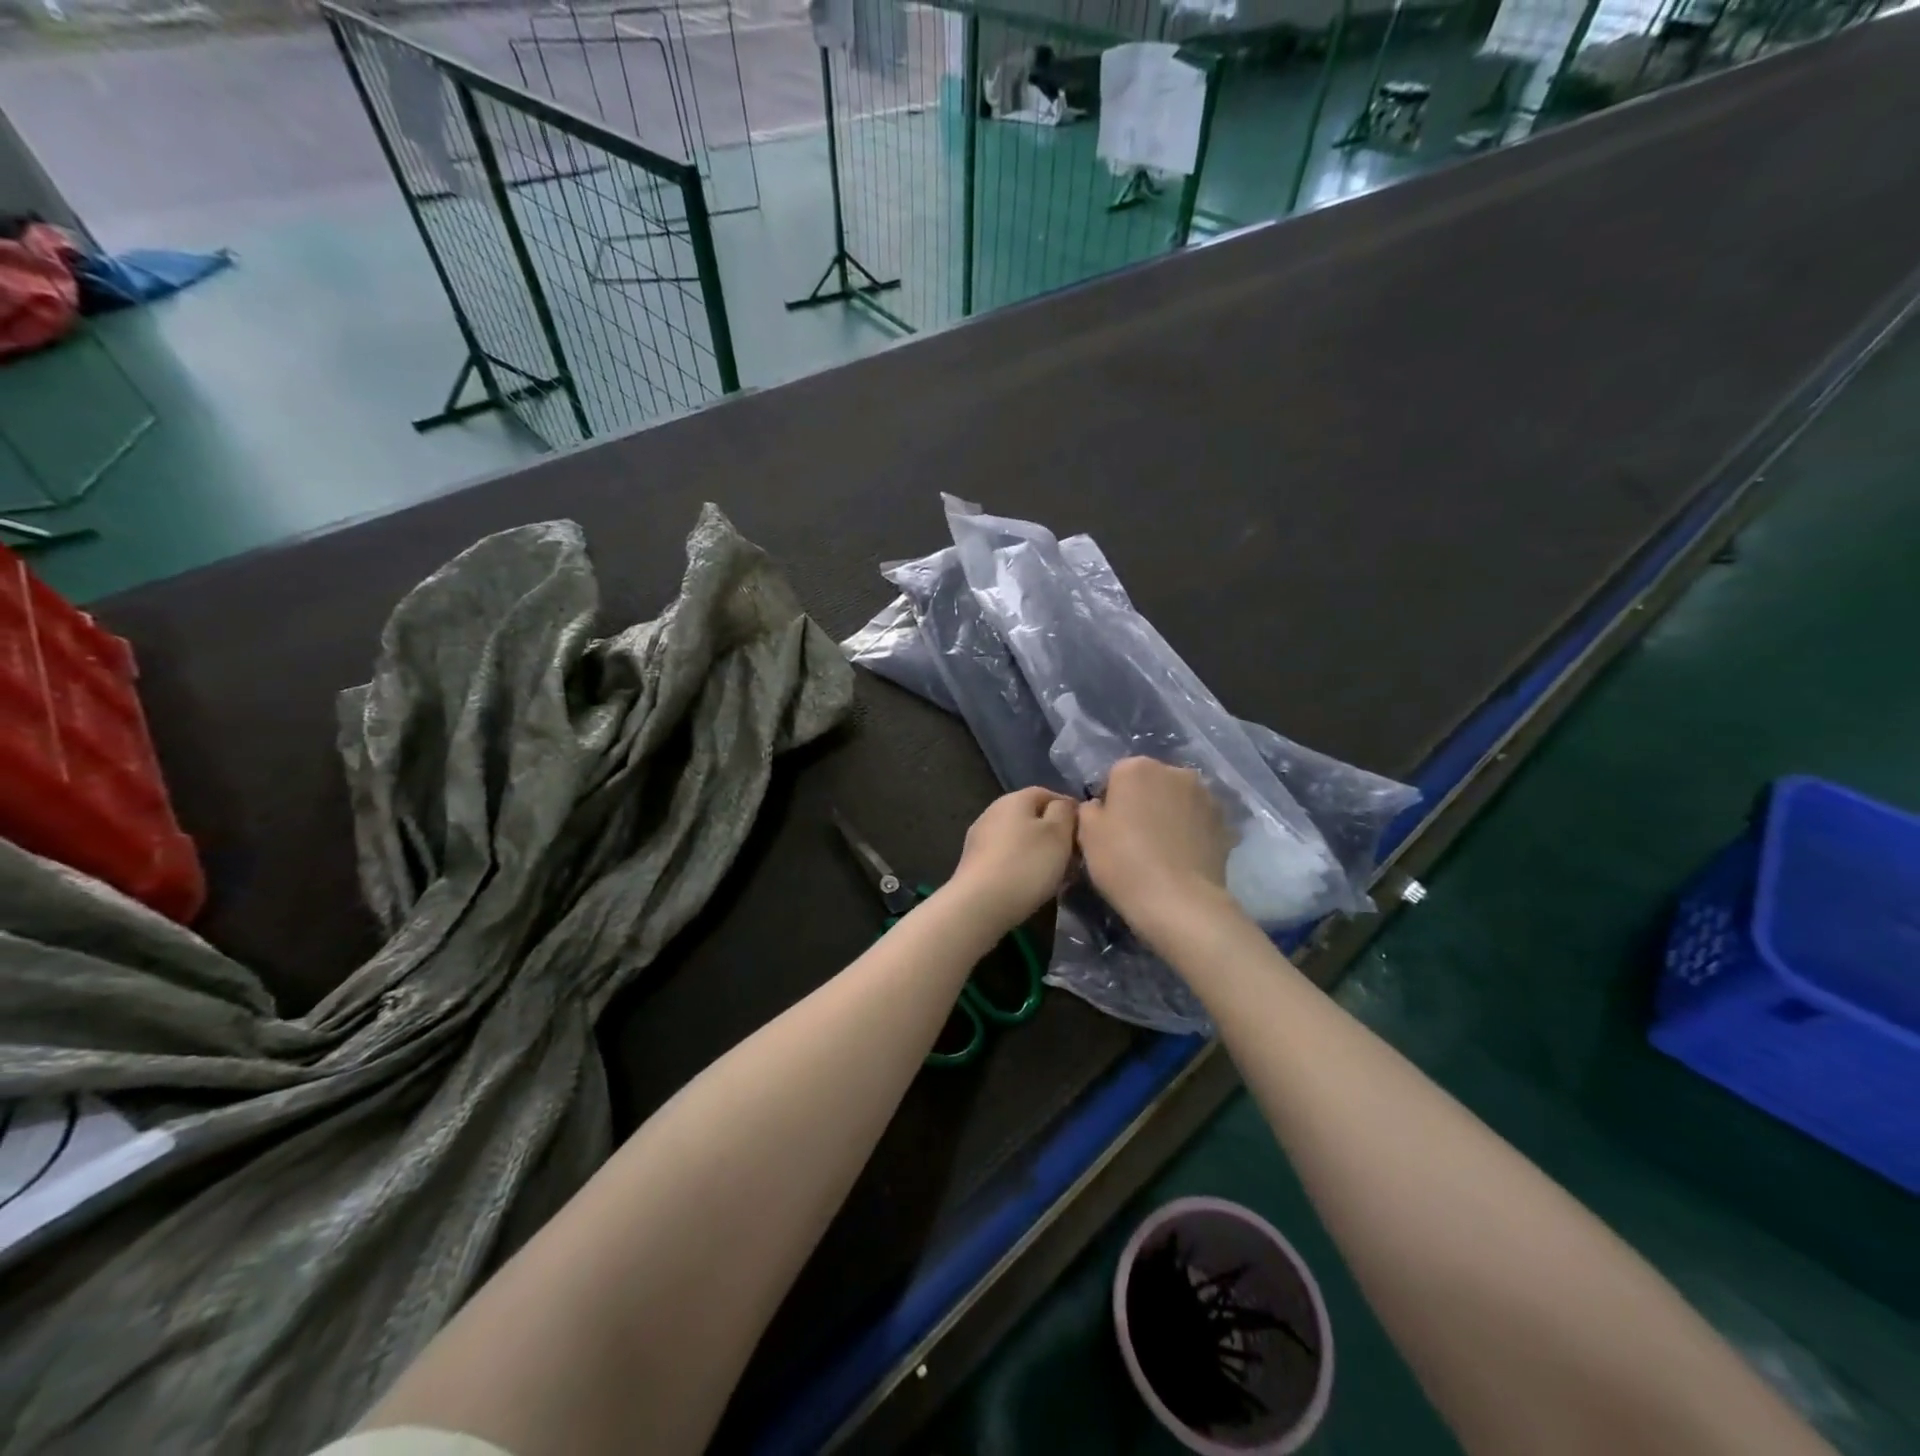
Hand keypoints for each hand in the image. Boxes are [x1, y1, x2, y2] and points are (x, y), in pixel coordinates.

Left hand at [948, 787, 1077, 931]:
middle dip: (1054, 834)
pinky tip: (1031, 885)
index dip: (1068, 810)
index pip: (1047, 793)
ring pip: (1019, 839)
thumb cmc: (1026, 864)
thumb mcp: (1058, 833)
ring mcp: (980, 837)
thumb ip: (1065, 812)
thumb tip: (1064, 805)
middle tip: (1073, 858)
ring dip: (1038, 852)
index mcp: (1014, 799)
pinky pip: (1006, 857)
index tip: (1084, 832)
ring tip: (1056, 875)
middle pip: (1032, 817)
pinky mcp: (974, 862)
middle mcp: (993, 811)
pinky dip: (1021, 866)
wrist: (979, 904)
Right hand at [1077, 758, 1233, 933]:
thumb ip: (1089, 809)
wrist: (1180, 902)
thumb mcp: (1087, 834)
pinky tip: (1183, 857)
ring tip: (1162, 849)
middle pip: (1150, 783)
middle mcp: (1174, 771)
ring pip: (1177, 799)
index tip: (1108, 829)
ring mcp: (1205, 795)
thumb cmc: (1124, 862)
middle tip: (1134, 838)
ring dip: (1169, 814)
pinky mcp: (1225, 821)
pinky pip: (1198, 820)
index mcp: (1136, 768)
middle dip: (1143, 802)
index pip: (1116, 776)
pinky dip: (1191, 830)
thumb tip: (1101, 806)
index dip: (1110, 802)